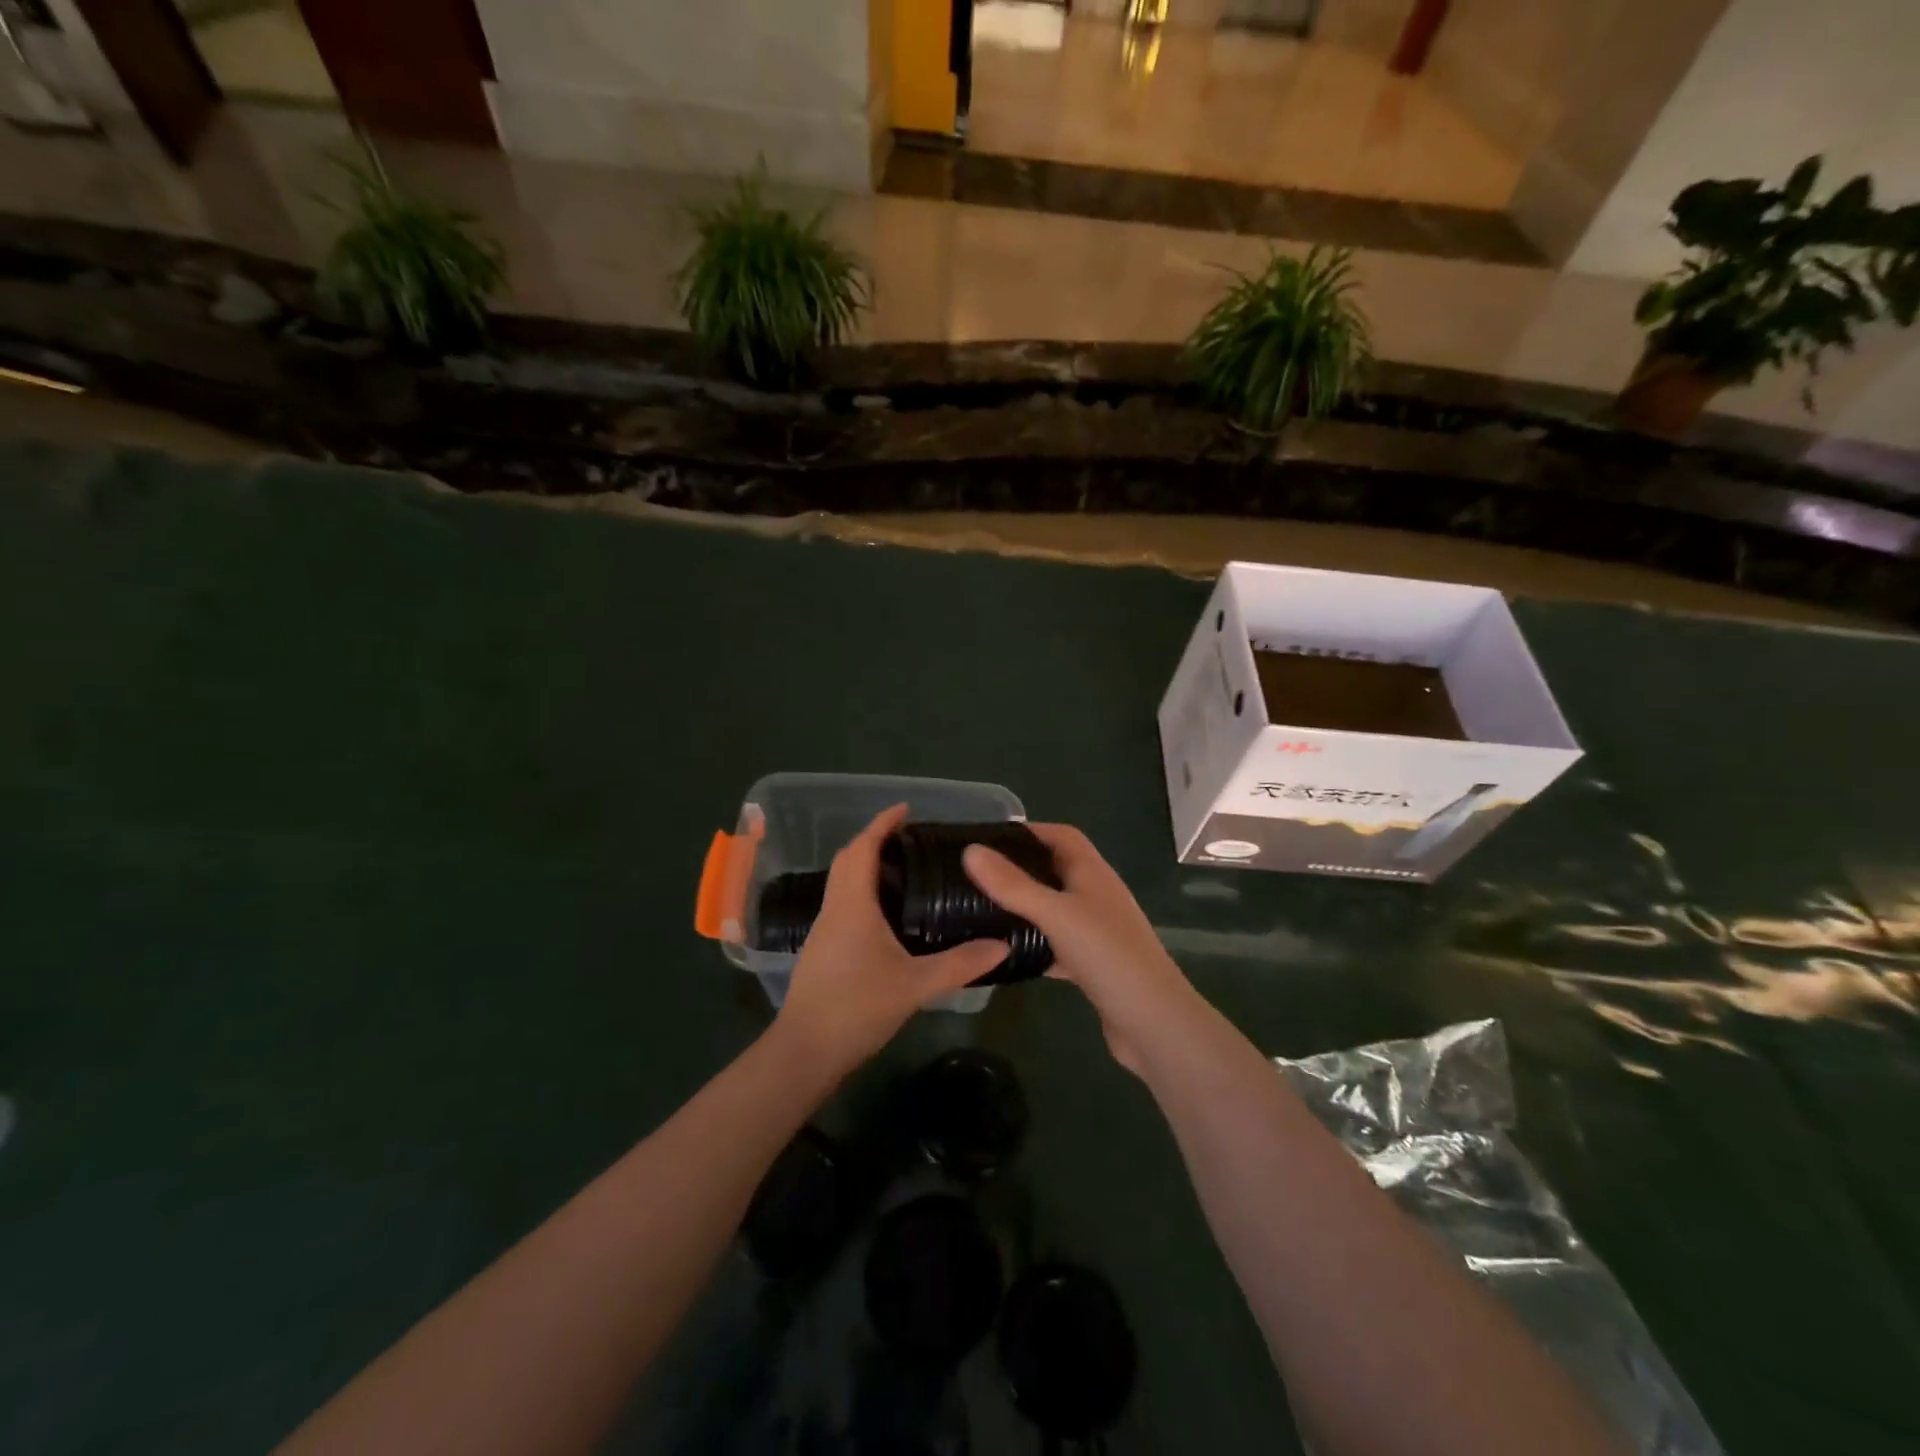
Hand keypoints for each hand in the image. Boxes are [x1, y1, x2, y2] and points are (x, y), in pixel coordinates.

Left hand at [776, 805, 1008, 1079]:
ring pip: (842, 882)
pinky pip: (842, 904)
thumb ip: (960, 964)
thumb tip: (1002, 945)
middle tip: (909, 839)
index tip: (906, 809)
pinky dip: (862, 892)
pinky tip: (886, 913)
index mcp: (852, 904)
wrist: (805, 1051)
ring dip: (866, 866)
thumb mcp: (915, 985)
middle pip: (848, 860)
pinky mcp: (822, 950)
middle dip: (873, 841)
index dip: (882, 824)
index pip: (862, 849)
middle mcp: (834, 908)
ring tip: (903, 870)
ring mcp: (824, 930)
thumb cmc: (857, 1007)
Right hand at [963, 825, 1196, 1073]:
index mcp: (1093, 874)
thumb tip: (971, 850)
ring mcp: (1097, 932)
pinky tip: (1008, 955)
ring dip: (1025, 907)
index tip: (989, 839)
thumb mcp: (1056, 915)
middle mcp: (1097, 896)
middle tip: (977, 876)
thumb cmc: (1108, 956)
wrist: (1153, 1024)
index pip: (1062, 836)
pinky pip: (1057, 944)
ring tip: (983, 911)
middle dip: (1020, 868)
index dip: (1030, 831)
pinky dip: (1035, 944)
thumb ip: (1013, 885)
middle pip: (1056, 870)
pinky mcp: (1093, 965)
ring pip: (1055, 909)